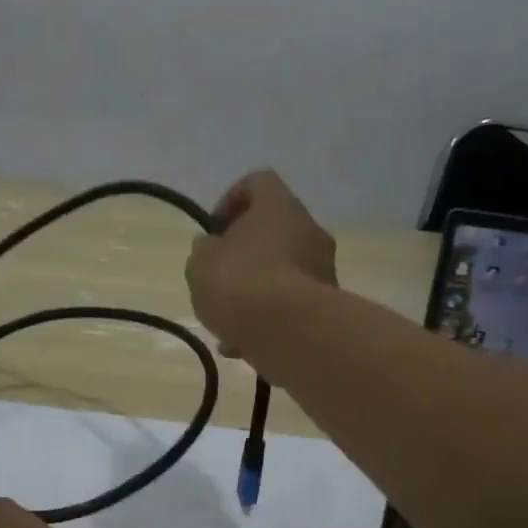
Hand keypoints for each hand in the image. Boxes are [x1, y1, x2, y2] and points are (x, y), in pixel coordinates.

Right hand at [187, 170, 337, 355]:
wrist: (288, 332)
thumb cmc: (239, 283)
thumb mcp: (201, 263)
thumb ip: (204, 250)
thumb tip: (213, 248)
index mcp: (279, 206)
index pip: (257, 182)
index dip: (230, 200)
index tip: (213, 231)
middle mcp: (309, 230)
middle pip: (273, 231)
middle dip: (243, 255)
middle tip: (219, 277)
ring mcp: (323, 269)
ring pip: (281, 272)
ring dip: (254, 292)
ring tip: (226, 322)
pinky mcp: (326, 307)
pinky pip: (290, 306)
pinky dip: (267, 320)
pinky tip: (242, 345)